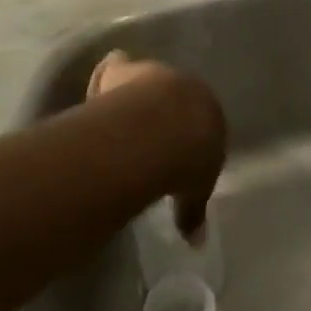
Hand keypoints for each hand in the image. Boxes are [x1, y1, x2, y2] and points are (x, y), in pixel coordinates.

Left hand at [88, 50, 225, 235]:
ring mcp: (154, 74)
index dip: (188, 135)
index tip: (174, 148)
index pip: (204, 121)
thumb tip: (195, 243)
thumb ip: (191, 211)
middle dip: (164, 109)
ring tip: (122, 111)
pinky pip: (115, 67)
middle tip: (148, 128)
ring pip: (145, 79)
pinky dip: (107, 76)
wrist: (162, 129)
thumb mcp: (194, 191)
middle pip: (176, 95)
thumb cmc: (187, 161)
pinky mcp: (123, 69)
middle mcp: (188, 88)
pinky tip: (98, 87)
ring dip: (136, 92)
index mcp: (212, 114)